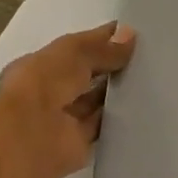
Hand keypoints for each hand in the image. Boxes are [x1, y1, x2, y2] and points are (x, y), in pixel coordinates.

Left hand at [0, 23, 136, 177]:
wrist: (30, 138)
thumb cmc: (43, 84)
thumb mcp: (74, 53)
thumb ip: (102, 47)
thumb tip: (129, 34)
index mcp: (37, 67)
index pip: (72, 50)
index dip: (97, 41)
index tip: (129, 34)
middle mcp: (46, 92)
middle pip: (83, 76)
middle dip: (108, 66)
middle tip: (144, 56)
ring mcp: (61, 119)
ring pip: (93, 101)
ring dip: (114, 92)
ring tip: (148, 78)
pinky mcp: (77, 143)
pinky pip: (101, 126)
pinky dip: (118, 118)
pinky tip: (142, 106)